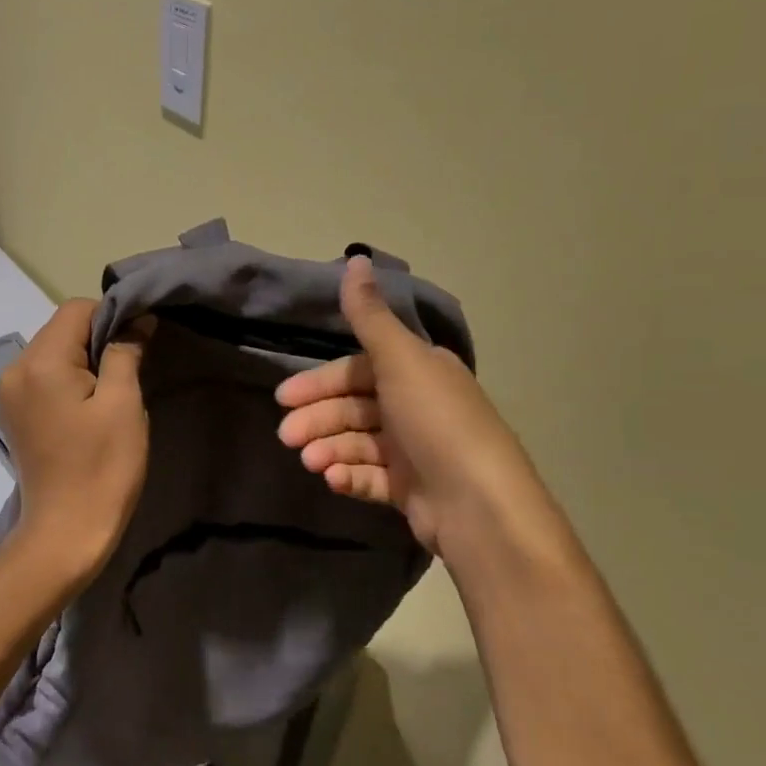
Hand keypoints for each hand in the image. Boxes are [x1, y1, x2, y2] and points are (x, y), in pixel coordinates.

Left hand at [0, 300, 152, 585]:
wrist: (65, 534)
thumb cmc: (101, 467)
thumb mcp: (123, 404)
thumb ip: (126, 352)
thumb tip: (136, 320)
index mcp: (39, 362)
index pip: (76, 309)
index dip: (111, 317)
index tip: (137, 345)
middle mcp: (14, 369)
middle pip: (61, 329)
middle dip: (96, 340)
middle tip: (127, 372)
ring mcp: (9, 393)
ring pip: (52, 352)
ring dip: (83, 361)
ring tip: (108, 394)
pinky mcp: (13, 413)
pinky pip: (43, 376)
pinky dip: (67, 379)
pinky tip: (86, 408)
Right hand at [274, 256, 551, 560]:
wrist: (481, 506)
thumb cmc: (437, 422)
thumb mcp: (400, 360)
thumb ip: (369, 316)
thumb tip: (356, 258)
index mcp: (419, 372)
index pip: (357, 370)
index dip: (319, 382)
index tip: (284, 397)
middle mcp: (417, 406)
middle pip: (353, 407)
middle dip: (318, 419)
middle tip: (287, 437)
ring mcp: (415, 450)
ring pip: (357, 443)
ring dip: (329, 449)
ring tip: (311, 463)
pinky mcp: (411, 489)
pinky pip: (370, 476)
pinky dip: (349, 475)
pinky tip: (333, 480)